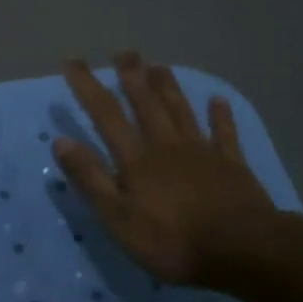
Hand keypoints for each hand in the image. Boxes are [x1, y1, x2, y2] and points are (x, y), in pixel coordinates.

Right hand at [53, 53, 281, 288]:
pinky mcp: (231, 166)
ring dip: (168, 87)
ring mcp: (202, 153)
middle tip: (124, 52)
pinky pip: (224, 134)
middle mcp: (167, 146)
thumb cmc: (171, 240)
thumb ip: (90, 179)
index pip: (106, 114)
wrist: (241, 249)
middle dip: (132, 77)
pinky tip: (218, 100)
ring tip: (158, 65)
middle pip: (147, 104)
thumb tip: (61, 141)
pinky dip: (221, 116)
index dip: (88, 86)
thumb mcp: (117, 217)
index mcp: (136, 159)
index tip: (72, 61)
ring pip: (181, 111)